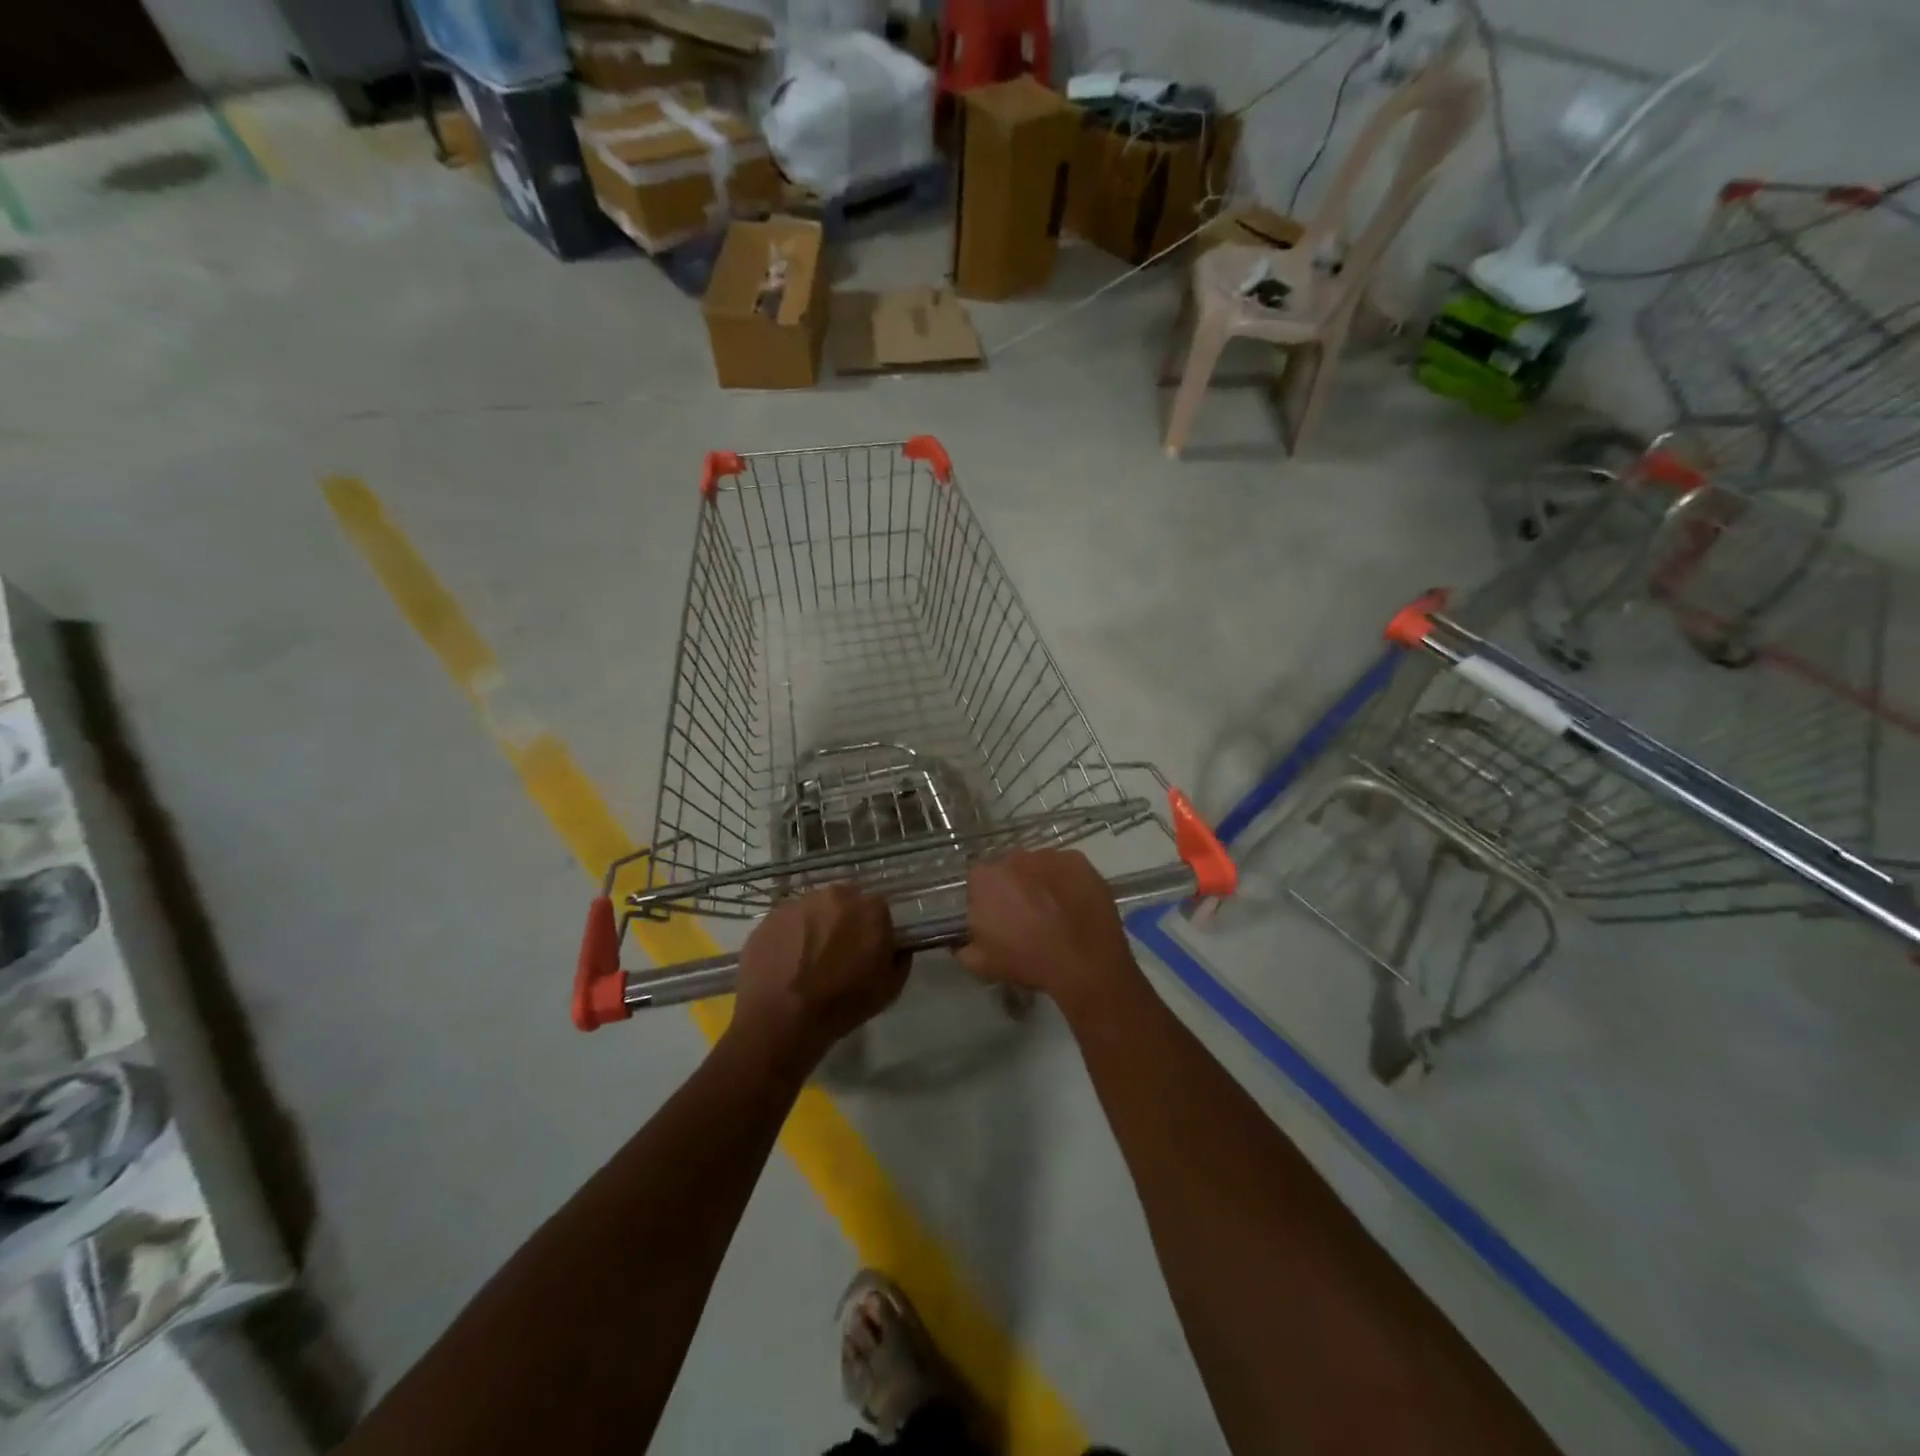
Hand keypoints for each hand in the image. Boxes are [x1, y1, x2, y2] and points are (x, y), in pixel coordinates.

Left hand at [731, 884, 907, 1067]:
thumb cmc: (842, 1004)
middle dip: (844, 922)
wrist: (781, 1019)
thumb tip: (897, 949)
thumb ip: (899, 960)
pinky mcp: (770, 917)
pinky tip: (785, 964)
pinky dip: (789, 937)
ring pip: (814, 910)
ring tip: (807, 960)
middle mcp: (835, 896)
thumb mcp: (889, 989)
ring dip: (815, 926)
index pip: (879, 909)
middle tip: (837, 953)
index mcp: (869, 909)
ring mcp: (798, 903)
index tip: (867, 950)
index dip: (873, 929)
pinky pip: (787, 923)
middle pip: (845, 902)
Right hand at [955, 852, 1140, 1018]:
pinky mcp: (1077, 860)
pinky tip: (1074, 905)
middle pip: (1008, 870)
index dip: (988, 902)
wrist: (1084, 962)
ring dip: (1040, 882)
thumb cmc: (1028, 961)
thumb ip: (963, 947)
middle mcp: (1013, 858)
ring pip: (1037, 866)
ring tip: (1055, 912)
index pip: (978, 884)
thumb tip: (961, 942)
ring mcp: (1048, 856)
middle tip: (1027, 916)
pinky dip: (1066, 881)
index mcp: (984, 879)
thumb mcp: (982, 964)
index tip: (999, 921)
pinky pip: (1065, 868)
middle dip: (1014, 888)